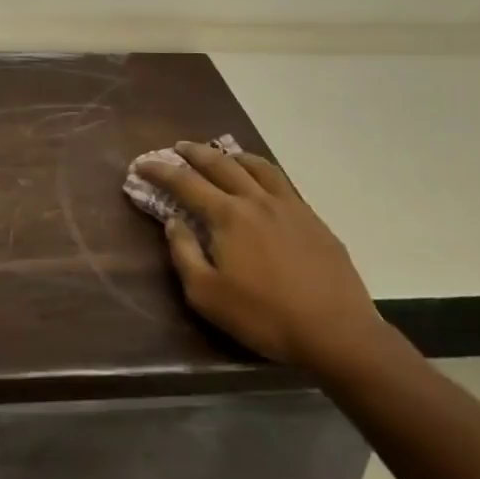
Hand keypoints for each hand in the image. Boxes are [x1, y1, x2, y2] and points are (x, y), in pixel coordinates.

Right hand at [138, 141, 380, 373]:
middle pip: (220, 164)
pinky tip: (263, 180)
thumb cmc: (265, 317)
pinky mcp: (312, 219)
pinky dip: (262, 170)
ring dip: (232, 155)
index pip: (185, 183)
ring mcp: (288, 206)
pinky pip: (282, 181)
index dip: (161, 171)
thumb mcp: (208, 296)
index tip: (142, 164)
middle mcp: (256, 199)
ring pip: (256, 166)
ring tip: (222, 153)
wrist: (336, 331)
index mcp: (228, 215)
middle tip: (178, 147)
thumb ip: (185, 254)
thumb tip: (173, 222)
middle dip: (194, 152)